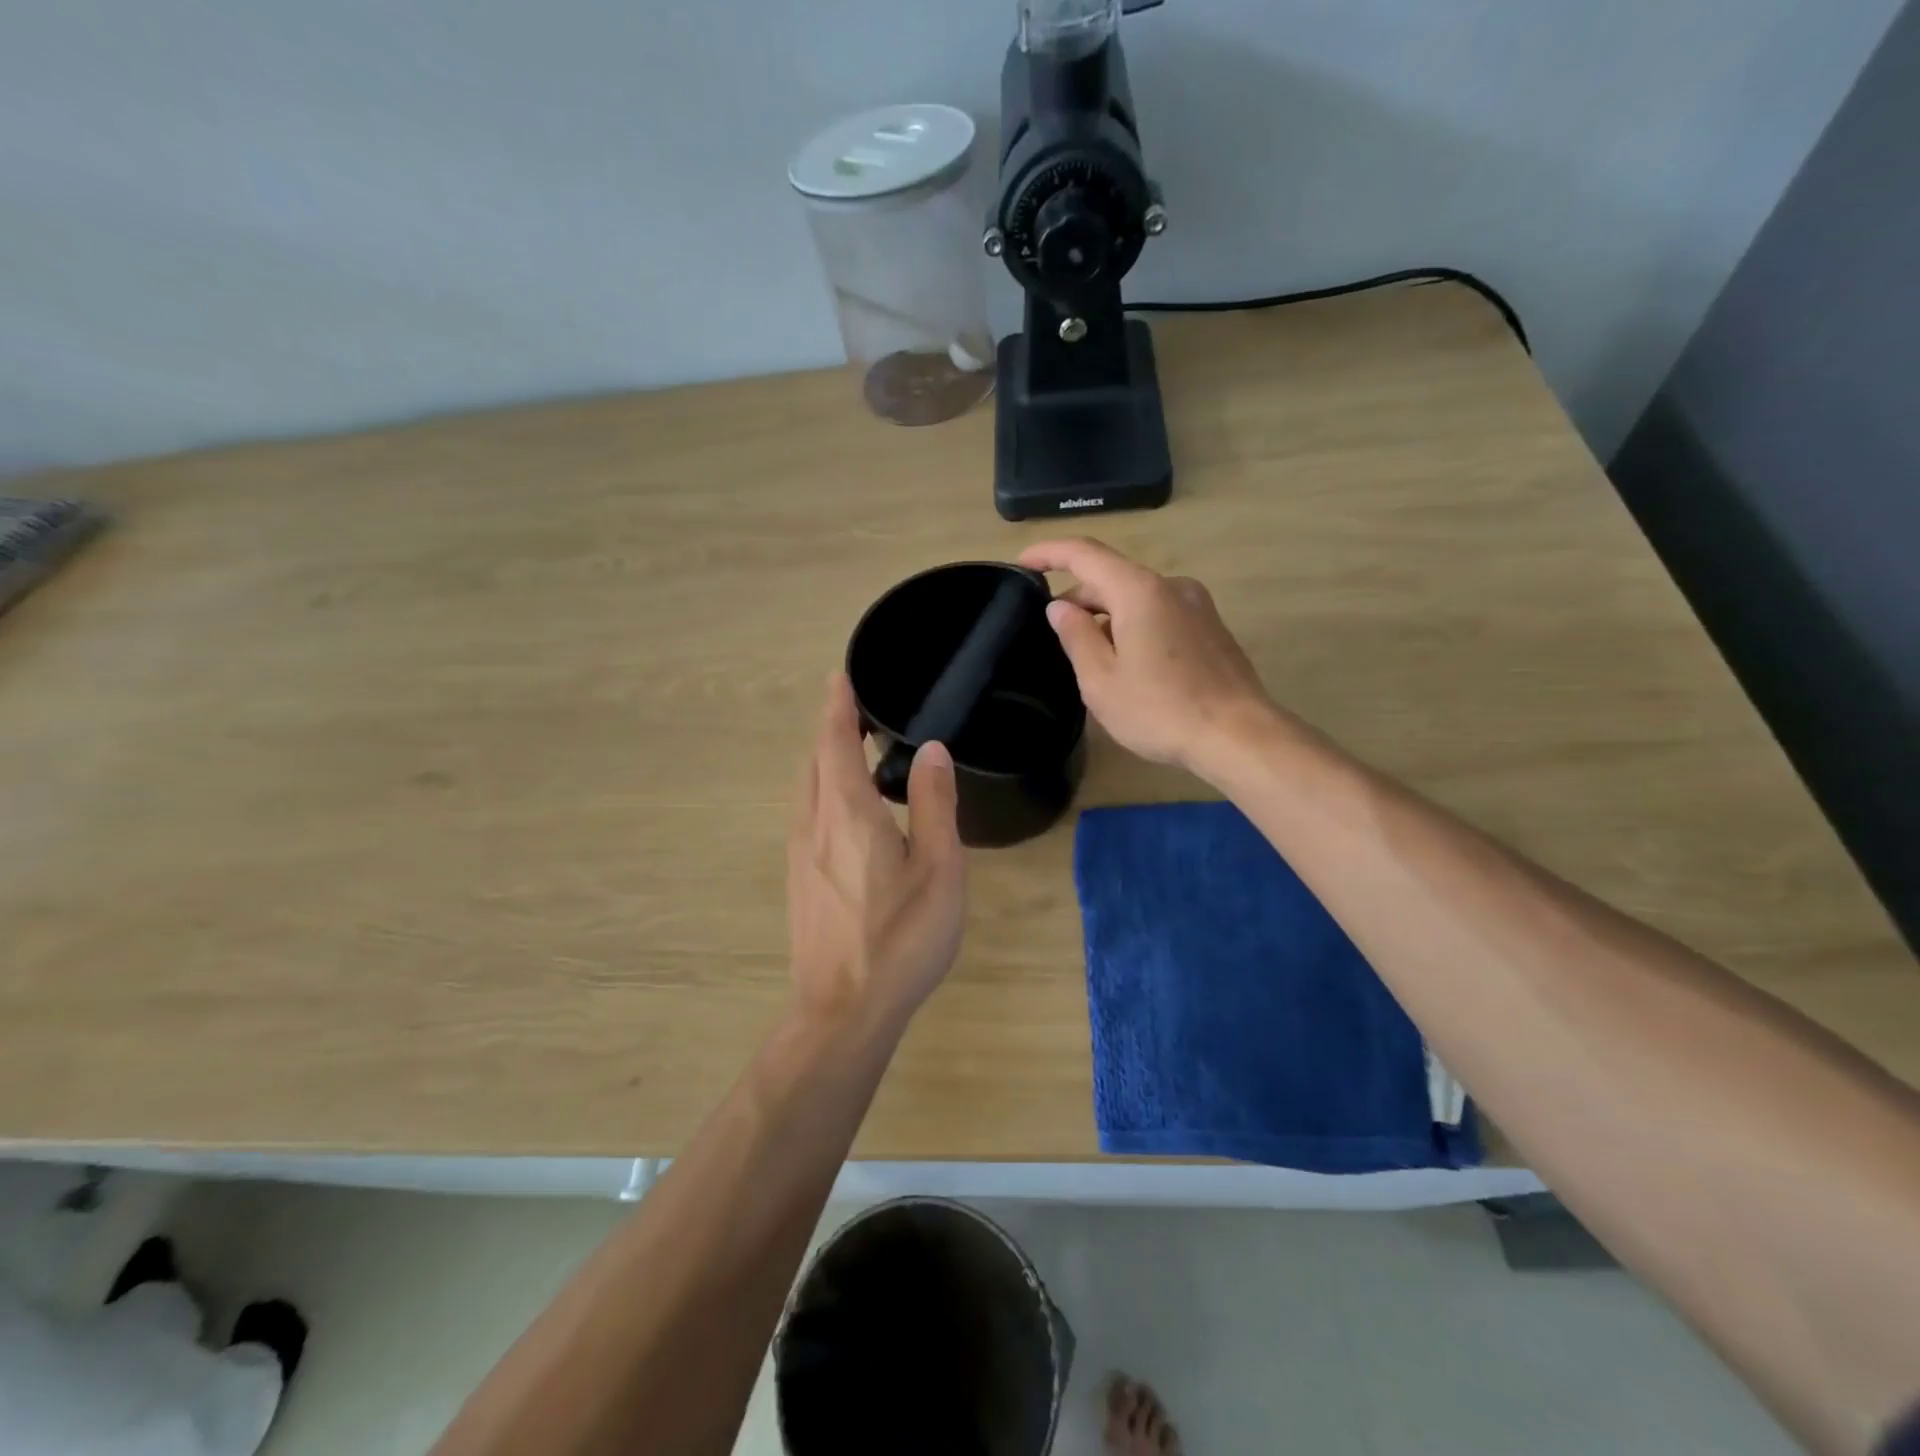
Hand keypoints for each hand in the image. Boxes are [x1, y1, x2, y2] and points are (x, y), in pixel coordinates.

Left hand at [787, 672, 966, 1036]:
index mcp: (847, 812)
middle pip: (812, 759)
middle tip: (857, 707)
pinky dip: (820, 787)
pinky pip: (805, 812)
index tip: (841, 675)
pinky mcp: (798, 878)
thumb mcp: (937, 869)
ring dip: (823, 758)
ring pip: (804, 787)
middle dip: (829, 727)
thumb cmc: (901, 939)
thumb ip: (932, 804)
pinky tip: (844, 805)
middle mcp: (813, 823)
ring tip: (852, 747)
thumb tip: (931, 751)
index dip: (837, 705)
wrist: (843, 1010)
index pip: (833, 741)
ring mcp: (799, 853)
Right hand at [1019, 537, 1284, 776]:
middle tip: (1054, 633)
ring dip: (1107, 616)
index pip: (1085, 554)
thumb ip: (1076, 636)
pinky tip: (1129, 664)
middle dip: (1079, 597)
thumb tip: (1061, 607)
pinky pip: (1160, 613)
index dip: (1050, 552)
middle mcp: (1171, 586)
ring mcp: (1197, 605)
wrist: (1239, 735)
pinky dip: (1134, 625)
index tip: (1023, 562)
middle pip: (1113, 577)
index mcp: (1139, 591)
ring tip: (1090, 656)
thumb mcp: (1101, 680)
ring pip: (1137, 598)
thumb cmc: (1161, 710)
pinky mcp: (1211, 628)